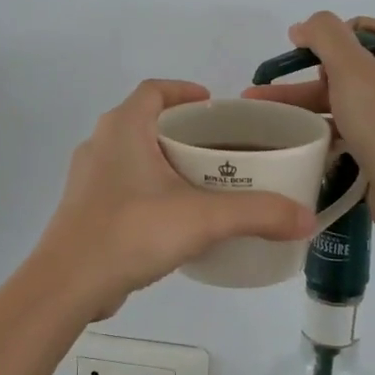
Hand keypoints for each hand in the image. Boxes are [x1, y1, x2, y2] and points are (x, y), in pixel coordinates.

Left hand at [35, 80, 316, 320]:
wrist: (68, 284)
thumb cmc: (131, 232)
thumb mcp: (202, 219)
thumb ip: (257, 214)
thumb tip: (306, 218)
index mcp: (122, 128)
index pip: (154, 90)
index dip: (184, 91)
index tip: (213, 104)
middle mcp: (100, 144)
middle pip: (145, 121)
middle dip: (182, 130)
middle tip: (220, 148)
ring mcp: (88, 178)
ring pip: (133, 155)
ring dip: (164, 161)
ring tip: (203, 181)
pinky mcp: (84, 209)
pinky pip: (123, 185)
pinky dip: (149, 188)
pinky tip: (173, 216)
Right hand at [243, 13, 374, 233]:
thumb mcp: (352, 67)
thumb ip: (326, 35)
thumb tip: (303, 27)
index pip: (360, 29)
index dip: (327, 36)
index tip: (298, 53)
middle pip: (345, 67)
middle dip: (302, 76)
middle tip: (265, 90)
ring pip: (340, 100)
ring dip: (303, 105)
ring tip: (262, 116)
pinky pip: (345, 129)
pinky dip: (320, 130)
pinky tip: (292, 139)